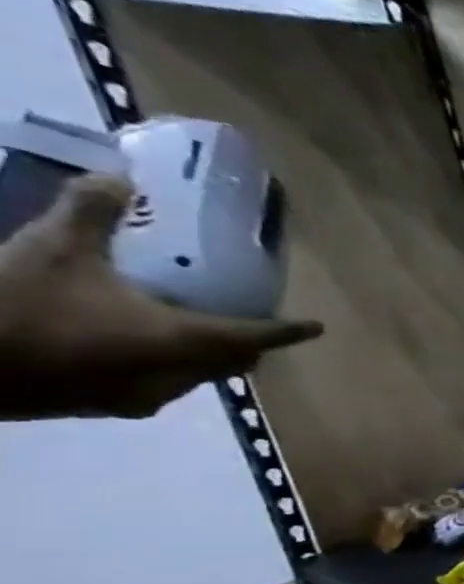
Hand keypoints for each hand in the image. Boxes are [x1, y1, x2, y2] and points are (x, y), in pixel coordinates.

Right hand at [0, 174, 323, 420]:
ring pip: (199, 376)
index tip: (315, 327)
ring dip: (210, 355)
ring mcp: (144, 397)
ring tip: (205, 326)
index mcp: (184, 342)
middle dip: (250, 342)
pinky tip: (147, 345)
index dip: (287, 330)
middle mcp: (178, 376)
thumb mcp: (55, 249)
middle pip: (233, 360)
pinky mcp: (110, 406)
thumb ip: (92, 211)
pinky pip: (162, 384)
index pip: (256, 336)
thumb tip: (120, 176)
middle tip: (255, 318)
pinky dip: (172, 365)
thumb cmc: (15, 306)